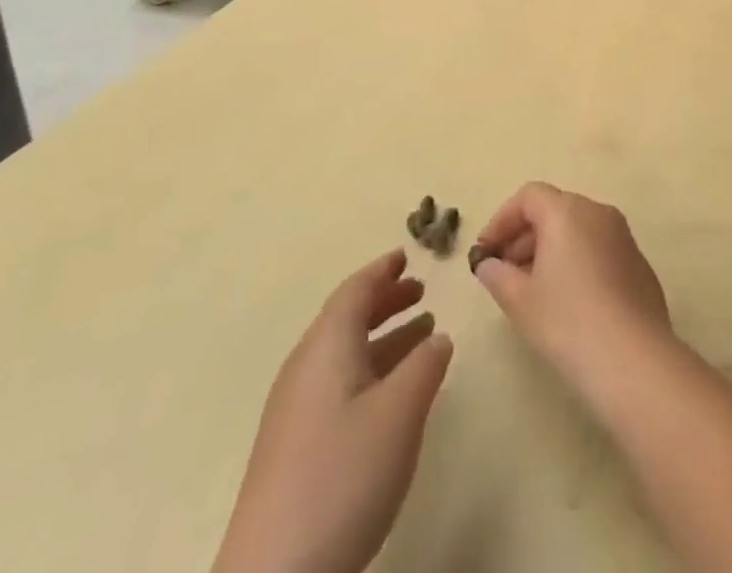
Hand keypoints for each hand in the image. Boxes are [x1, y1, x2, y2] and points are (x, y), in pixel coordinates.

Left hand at [212, 250, 452, 572]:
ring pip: (344, 354)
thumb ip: (425, 366)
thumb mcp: (399, 413)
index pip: (355, 291)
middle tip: (421, 290)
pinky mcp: (294, 450)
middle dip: (385, 301)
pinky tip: (394, 394)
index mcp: (326, 347)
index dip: (382, 270)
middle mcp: (305, 369)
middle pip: (346, 319)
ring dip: (383, 338)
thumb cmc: (343, 476)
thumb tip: (438, 337)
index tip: (407, 254)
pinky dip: (371, 371)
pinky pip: (338, 385)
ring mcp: (295, 412)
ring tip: (422, 335)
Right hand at [470, 182, 673, 396]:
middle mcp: (597, 212)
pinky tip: (568, 300)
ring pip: (577, 229)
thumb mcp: (520, 301)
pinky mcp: (637, 262)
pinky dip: (577, 261)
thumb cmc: (567, 322)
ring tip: (532, 289)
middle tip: (504, 272)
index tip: (486, 251)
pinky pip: (598, 248)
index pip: (529, 196)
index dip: (502, 220)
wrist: (633, 359)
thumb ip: (498, 275)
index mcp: (567, 211)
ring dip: (550, 249)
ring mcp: (623, 235)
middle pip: (554, 210)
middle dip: (524, 237)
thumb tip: (488, 265)